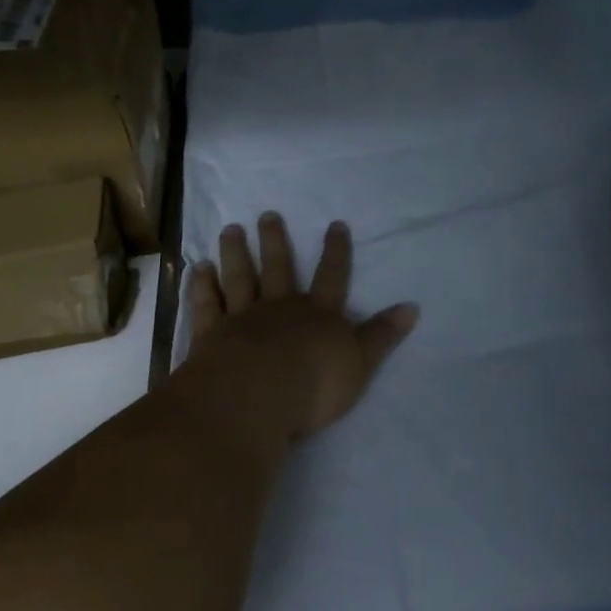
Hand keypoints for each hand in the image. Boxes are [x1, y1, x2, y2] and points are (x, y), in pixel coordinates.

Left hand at [186, 214, 416, 442]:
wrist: (258, 396)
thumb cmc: (314, 383)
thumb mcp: (360, 363)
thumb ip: (382, 335)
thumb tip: (412, 307)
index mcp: (317, 315)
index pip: (331, 277)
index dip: (335, 251)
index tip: (335, 224)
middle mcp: (280, 308)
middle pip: (278, 268)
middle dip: (275, 240)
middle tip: (267, 214)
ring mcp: (242, 318)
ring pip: (239, 278)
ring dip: (235, 253)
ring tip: (230, 229)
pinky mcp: (211, 335)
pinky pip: (206, 305)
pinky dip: (202, 286)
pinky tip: (198, 268)